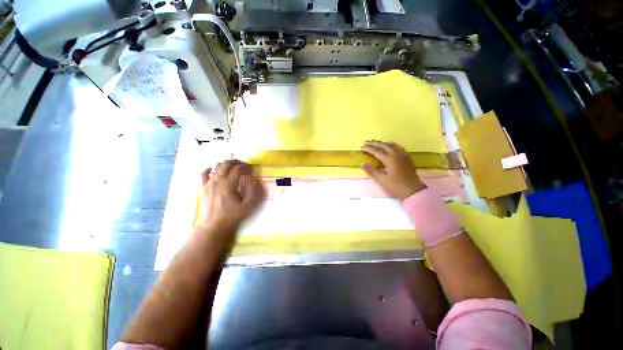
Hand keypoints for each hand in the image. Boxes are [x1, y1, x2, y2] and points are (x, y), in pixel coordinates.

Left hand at [199, 160, 265, 231]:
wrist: (214, 226)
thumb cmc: (233, 216)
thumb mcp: (248, 205)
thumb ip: (253, 191)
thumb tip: (253, 179)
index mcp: (228, 185)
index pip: (237, 169)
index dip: (246, 166)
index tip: (251, 167)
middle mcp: (217, 181)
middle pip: (226, 164)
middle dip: (236, 162)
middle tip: (243, 165)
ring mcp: (209, 183)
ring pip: (216, 166)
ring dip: (226, 164)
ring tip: (233, 167)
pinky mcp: (203, 188)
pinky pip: (203, 174)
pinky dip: (209, 169)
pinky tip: (213, 169)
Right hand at [360, 141, 425, 200]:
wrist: (413, 191)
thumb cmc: (395, 186)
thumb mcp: (381, 180)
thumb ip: (371, 171)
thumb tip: (362, 164)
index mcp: (390, 159)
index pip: (377, 151)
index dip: (369, 149)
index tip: (361, 147)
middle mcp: (397, 154)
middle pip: (384, 145)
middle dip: (375, 143)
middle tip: (366, 142)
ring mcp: (403, 155)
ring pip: (392, 145)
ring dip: (382, 143)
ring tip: (375, 144)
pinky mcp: (407, 158)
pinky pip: (398, 147)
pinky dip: (390, 145)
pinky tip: (389, 147)